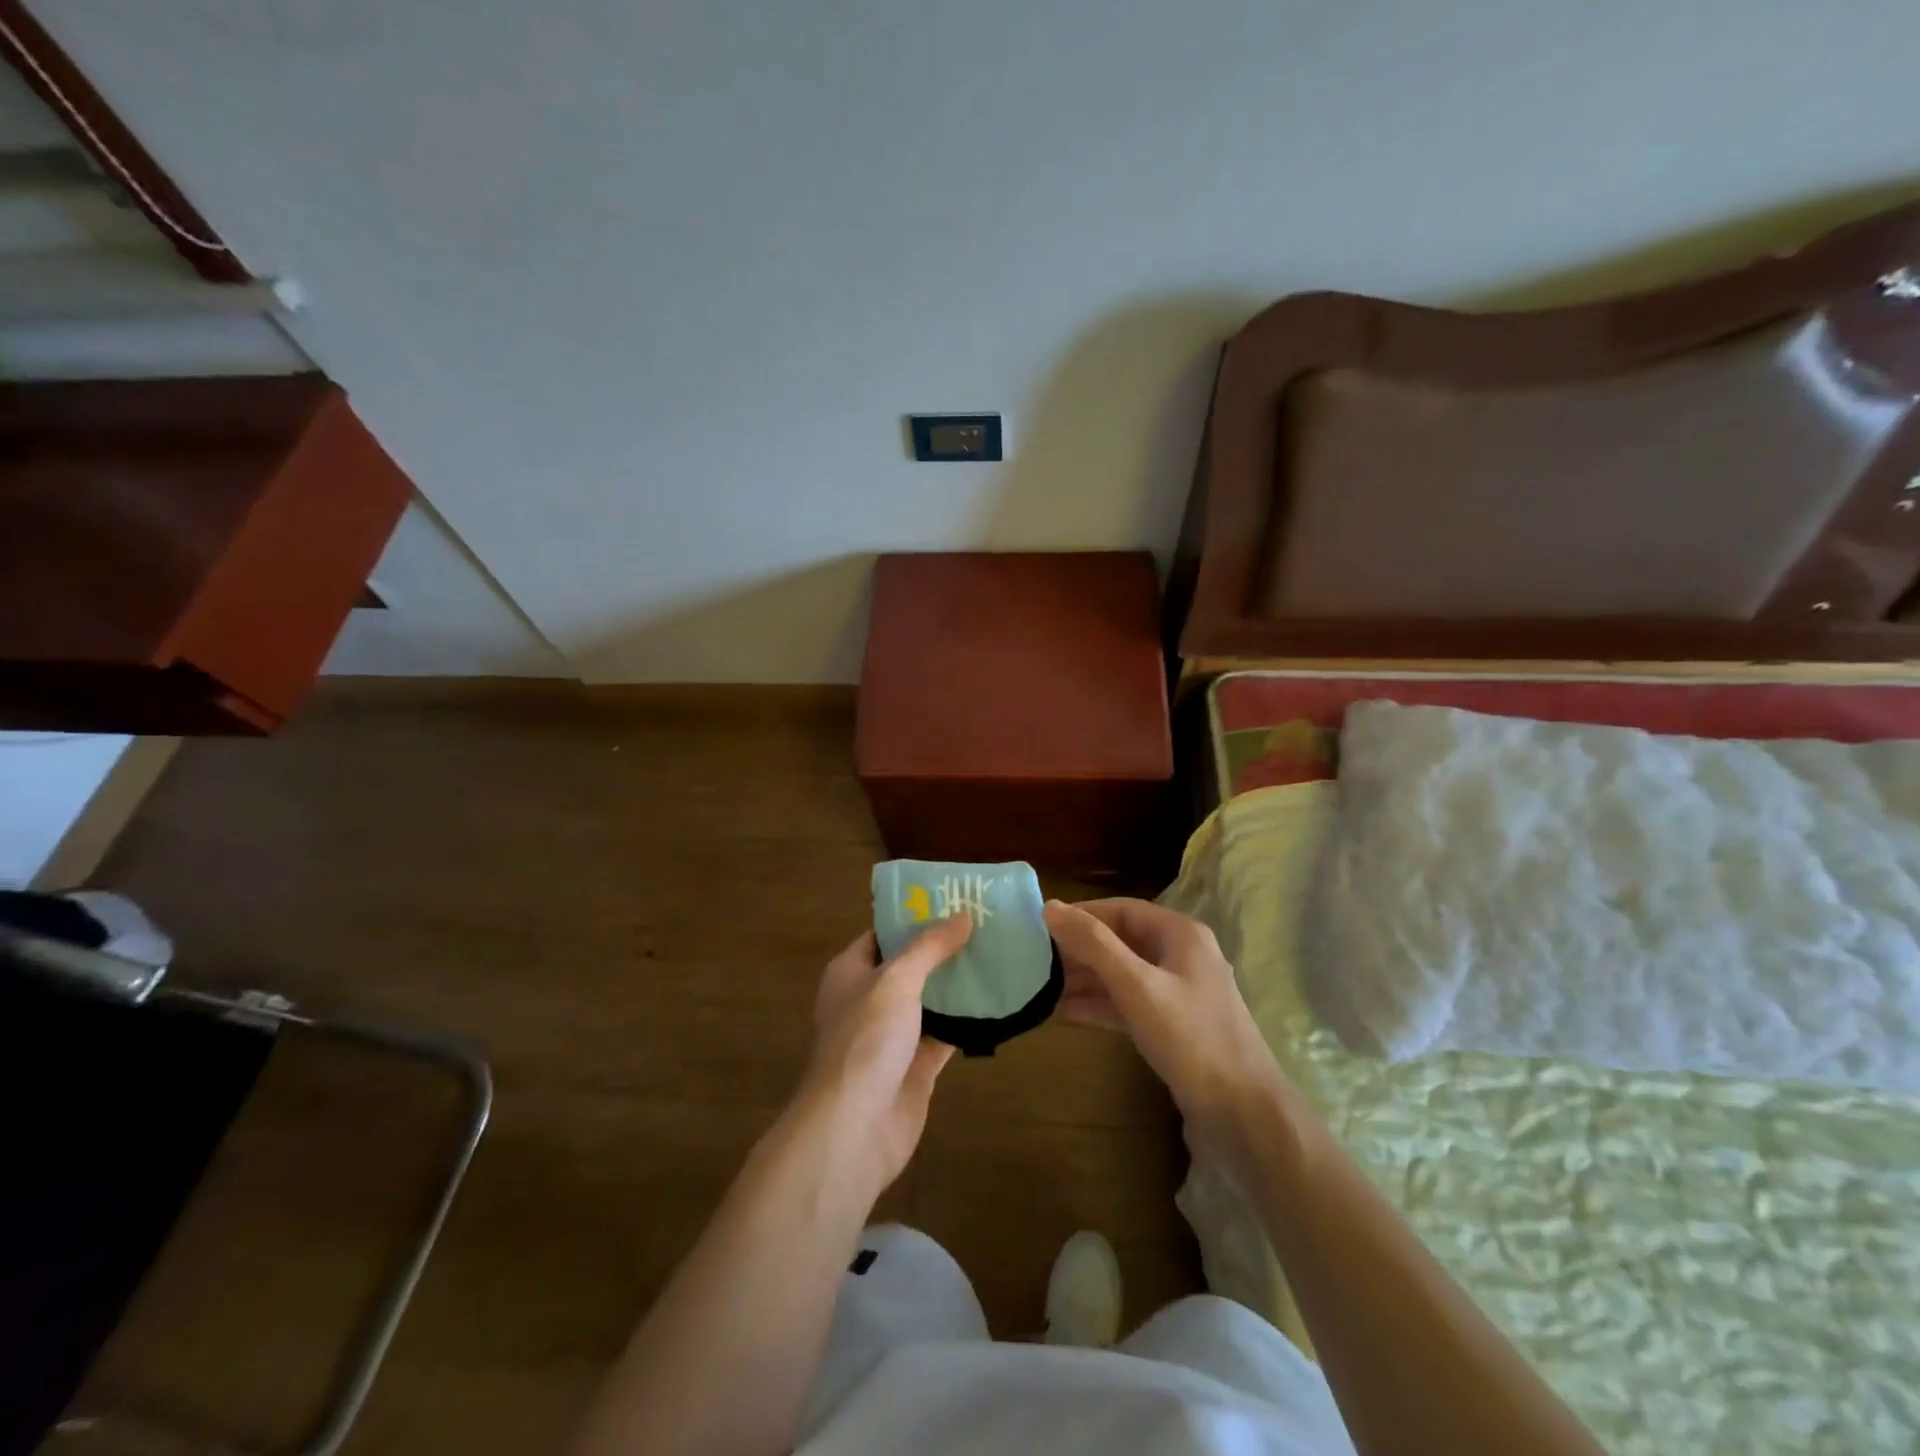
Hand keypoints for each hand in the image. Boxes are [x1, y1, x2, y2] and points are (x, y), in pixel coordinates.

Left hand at [794, 916, 971, 1196]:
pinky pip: (945, 1035)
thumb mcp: (896, 980)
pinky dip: (968, 1022)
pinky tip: (998, 1002)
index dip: (914, 915)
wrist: (854, 1128)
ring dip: (958, 984)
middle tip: (987, 925)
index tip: (954, 900)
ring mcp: (893, 1036)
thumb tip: (962, 916)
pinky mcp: (916, 1067)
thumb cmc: (866, 1040)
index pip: (884, 933)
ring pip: (930, 1000)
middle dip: (943, 948)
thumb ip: (929, 947)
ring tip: (999, 954)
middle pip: (910, 965)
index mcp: (851, 972)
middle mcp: (870, 1000)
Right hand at [1043, 898, 1286, 1162]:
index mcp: (1180, 934)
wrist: (1243, 1115)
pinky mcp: (1173, 1026)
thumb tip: (1050, 906)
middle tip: (1035, 959)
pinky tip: (1064, 1012)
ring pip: (1123, 974)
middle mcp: (1182, 956)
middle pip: (1121, 940)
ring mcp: (1179, 993)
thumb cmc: (1190, 1038)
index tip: (1040, 924)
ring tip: (1041, 986)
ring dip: (1085, 979)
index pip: (1121, 909)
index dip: (1081, 914)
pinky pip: (1129, 1004)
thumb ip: (1093, 944)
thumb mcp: (1137, 986)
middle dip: (1079, 949)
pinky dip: (1099, 1005)